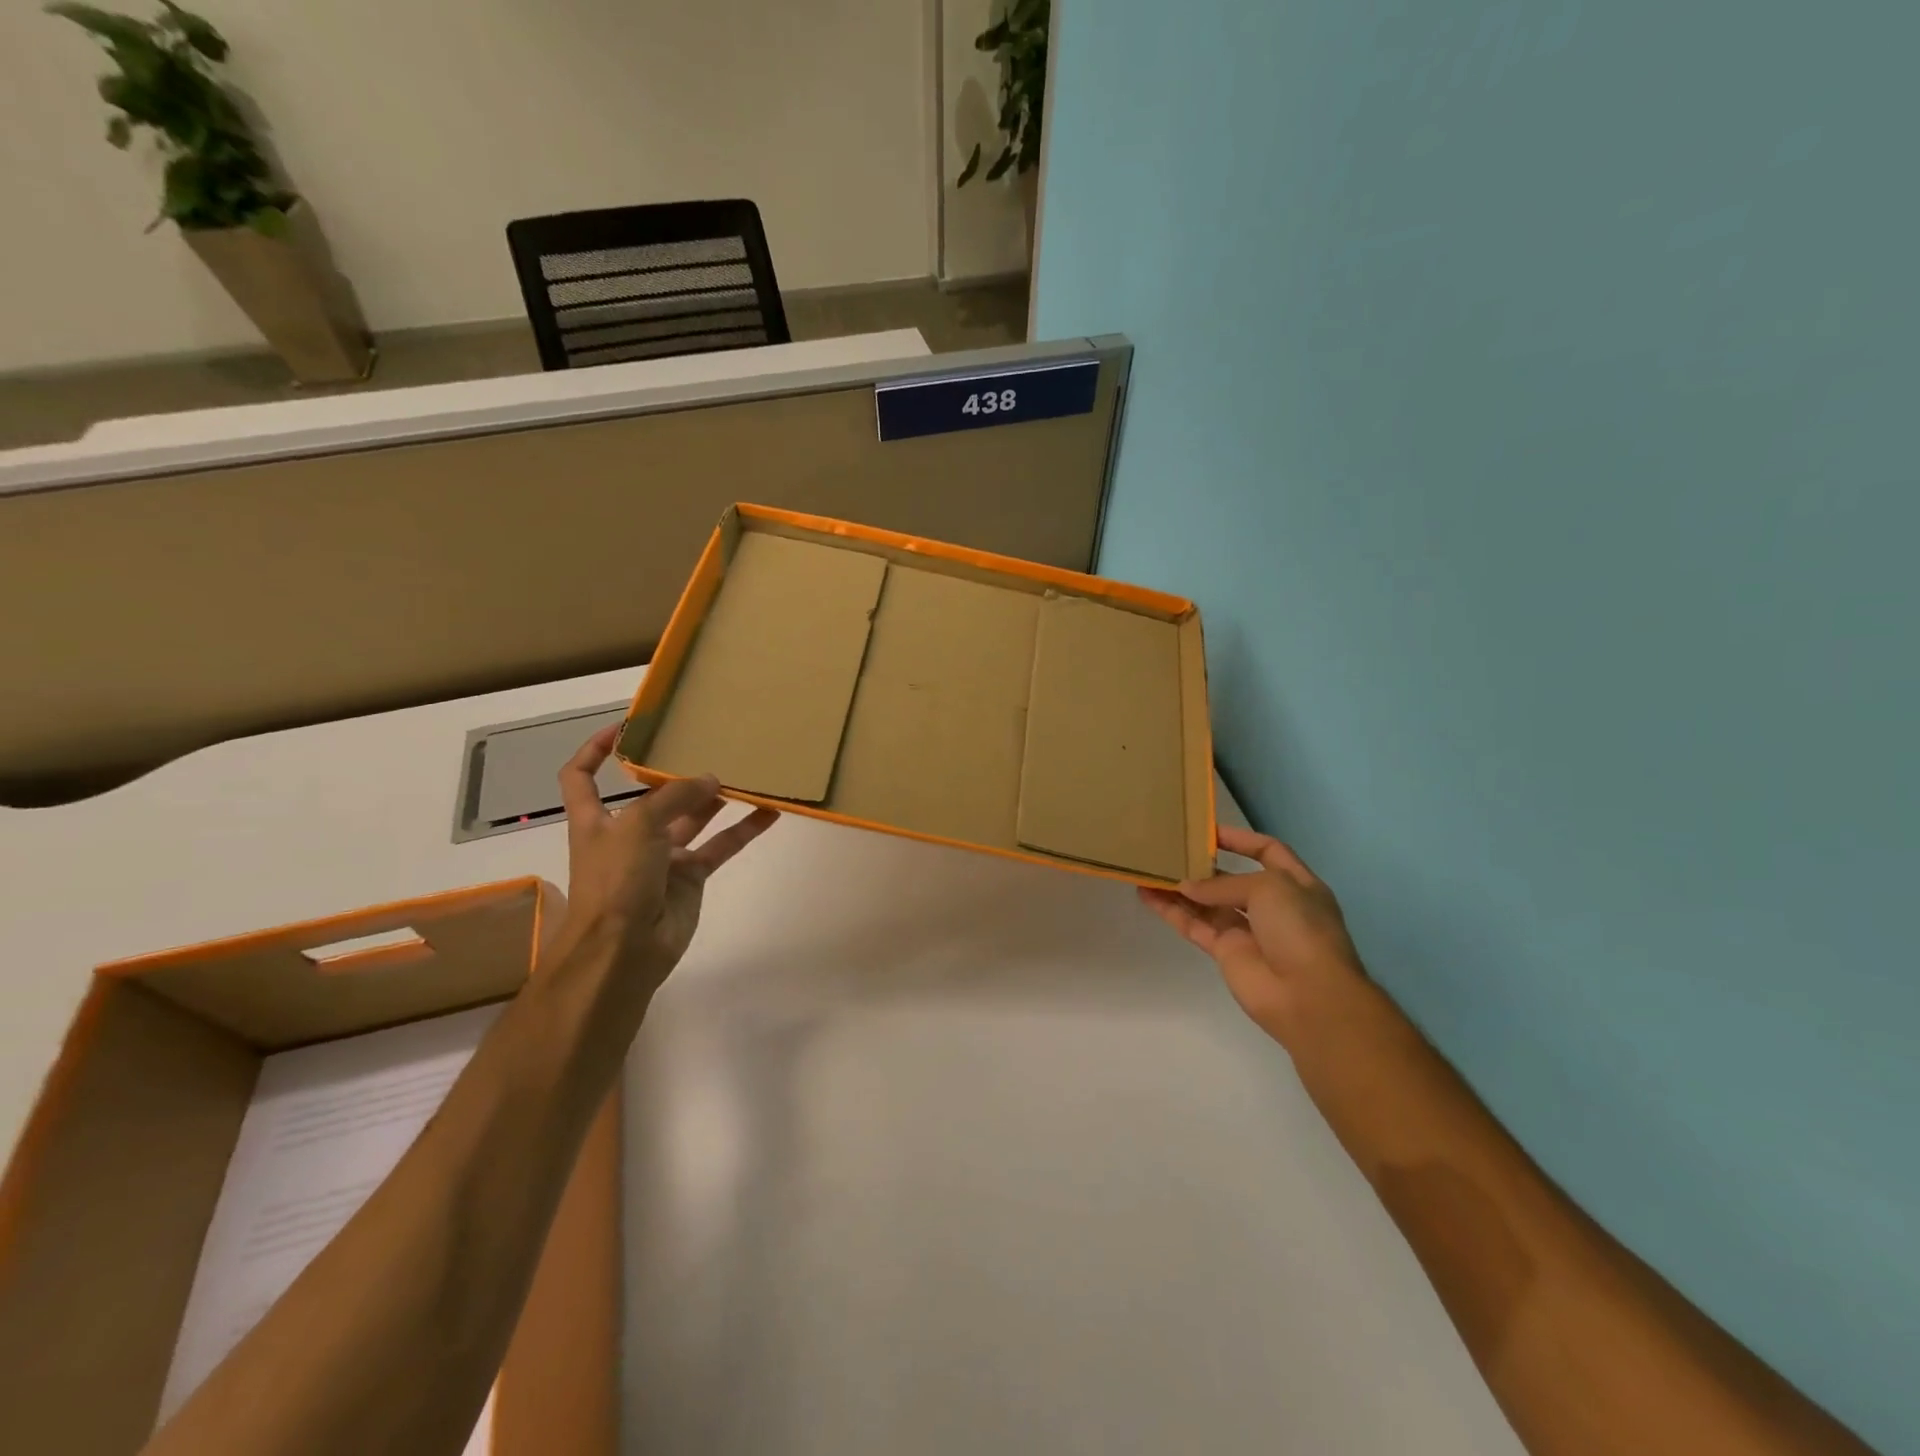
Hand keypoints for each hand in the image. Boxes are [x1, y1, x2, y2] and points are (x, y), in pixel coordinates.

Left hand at [556, 724, 778, 979]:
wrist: (624, 950)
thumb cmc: (615, 880)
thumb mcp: (637, 825)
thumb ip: (675, 797)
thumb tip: (712, 781)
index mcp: (596, 820)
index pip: (582, 777)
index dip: (595, 750)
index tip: (623, 728)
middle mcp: (628, 834)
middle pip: (652, 795)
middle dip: (676, 774)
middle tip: (709, 746)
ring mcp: (661, 857)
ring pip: (693, 818)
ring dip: (716, 798)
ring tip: (745, 772)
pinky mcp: (690, 877)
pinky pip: (720, 846)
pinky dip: (744, 830)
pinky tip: (768, 812)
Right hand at [1139, 825, 1367, 1046]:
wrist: (1309, 996)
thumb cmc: (1300, 929)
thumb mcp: (1269, 887)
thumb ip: (1223, 884)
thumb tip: (1186, 887)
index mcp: (1296, 884)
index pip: (1268, 852)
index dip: (1241, 839)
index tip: (1208, 830)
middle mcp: (1271, 906)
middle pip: (1231, 879)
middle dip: (1203, 865)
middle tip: (1170, 849)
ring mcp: (1247, 930)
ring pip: (1206, 903)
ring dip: (1179, 887)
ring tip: (1149, 869)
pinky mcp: (1225, 952)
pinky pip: (1194, 925)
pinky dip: (1171, 911)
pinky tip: (1147, 895)